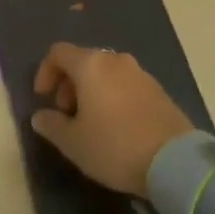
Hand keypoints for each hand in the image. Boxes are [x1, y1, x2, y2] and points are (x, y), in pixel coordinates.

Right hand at [29, 43, 195, 195]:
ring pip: (105, 72)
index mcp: (91, 65)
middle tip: (66, 113)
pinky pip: (125, 83)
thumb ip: (52, 126)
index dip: (45, 71)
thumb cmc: (115, 146)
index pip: (59, 52)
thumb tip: (40, 116)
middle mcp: (115, 60)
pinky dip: (113, 95)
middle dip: (69, 83)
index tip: (43, 98)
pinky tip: (117, 125)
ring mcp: (139, 72)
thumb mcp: (74, 143)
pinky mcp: (158, 89)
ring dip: (91, 90)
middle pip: (83, 60)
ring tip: (91, 122)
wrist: (174, 161)